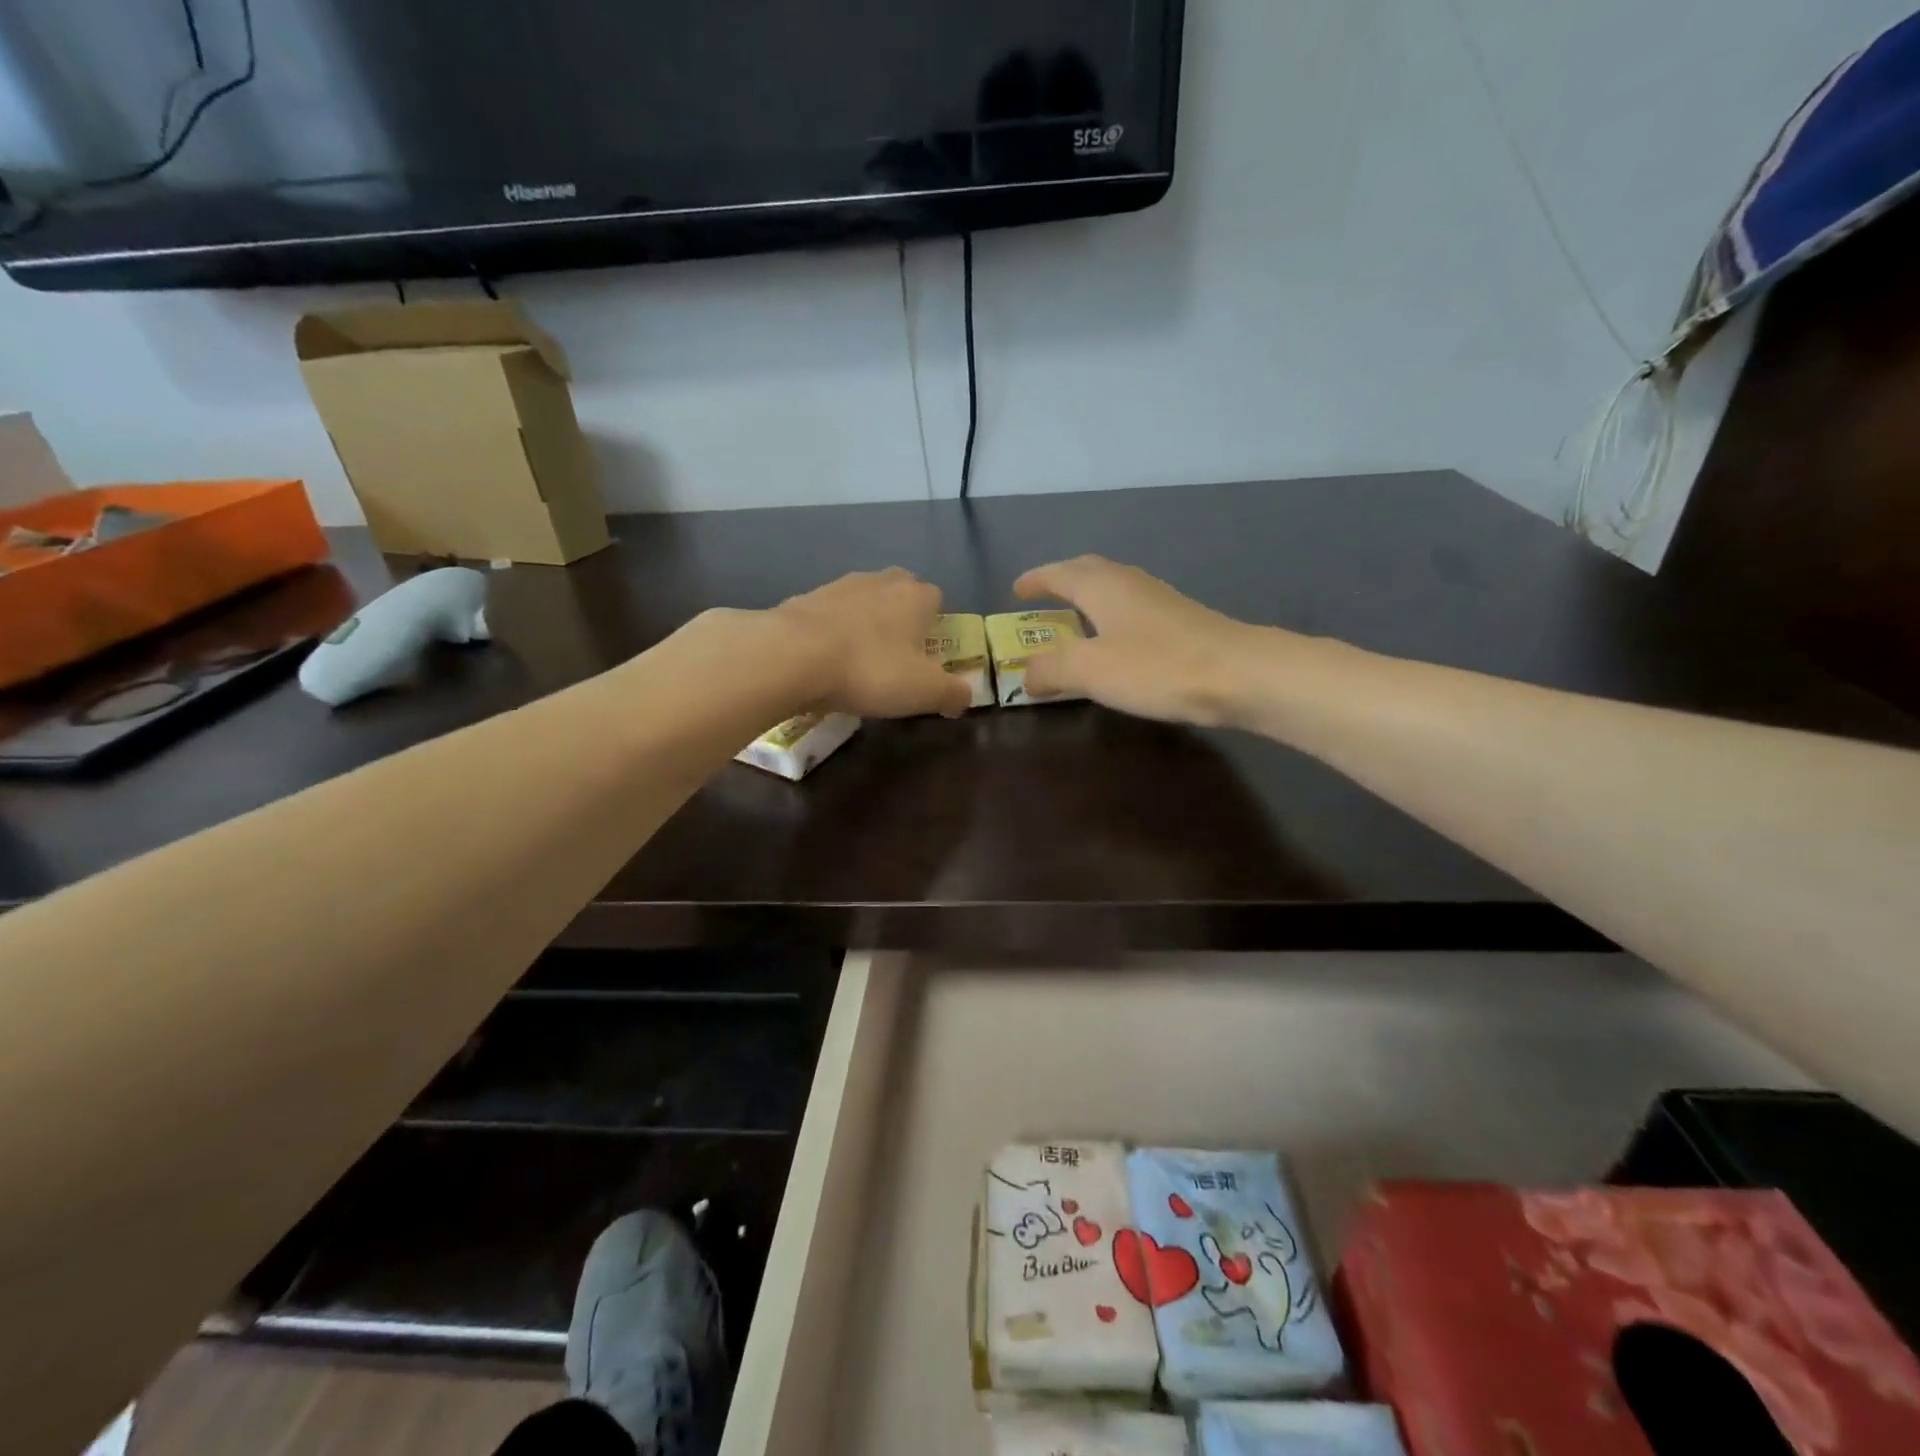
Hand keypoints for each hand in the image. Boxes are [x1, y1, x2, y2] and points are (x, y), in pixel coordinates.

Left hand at [772, 568, 971, 718]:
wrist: (792, 656)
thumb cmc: (870, 670)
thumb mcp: (924, 691)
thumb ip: (953, 693)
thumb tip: (965, 696)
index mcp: (915, 596)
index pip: (936, 598)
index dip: (935, 625)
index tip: (927, 654)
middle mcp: (880, 581)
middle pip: (899, 592)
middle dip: (900, 617)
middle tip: (895, 654)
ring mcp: (838, 586)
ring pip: (862, 601)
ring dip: (864, 623)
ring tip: (858, 660)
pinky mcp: (804, 599)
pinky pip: (829, 615)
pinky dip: (831, 632)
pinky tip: (825, 660)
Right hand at [1012, 556, 1261, 725]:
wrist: (1239, 675)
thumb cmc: (1156, 666)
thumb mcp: (1090, 669)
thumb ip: (1051, 669)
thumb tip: (1026, 674)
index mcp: (1102, 586)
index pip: (1060, 573)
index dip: (1036, 580)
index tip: (1016, 590)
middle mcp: (1130, 584)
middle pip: (1089, 571)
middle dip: (1063, 580)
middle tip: (1044, 596)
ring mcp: (1160, 601)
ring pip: (1114, 589)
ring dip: (1090, 598)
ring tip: (1076, 618)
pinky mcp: (1182, 622)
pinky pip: (1133, 610)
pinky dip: (1113, 618)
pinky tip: (1118, 642)